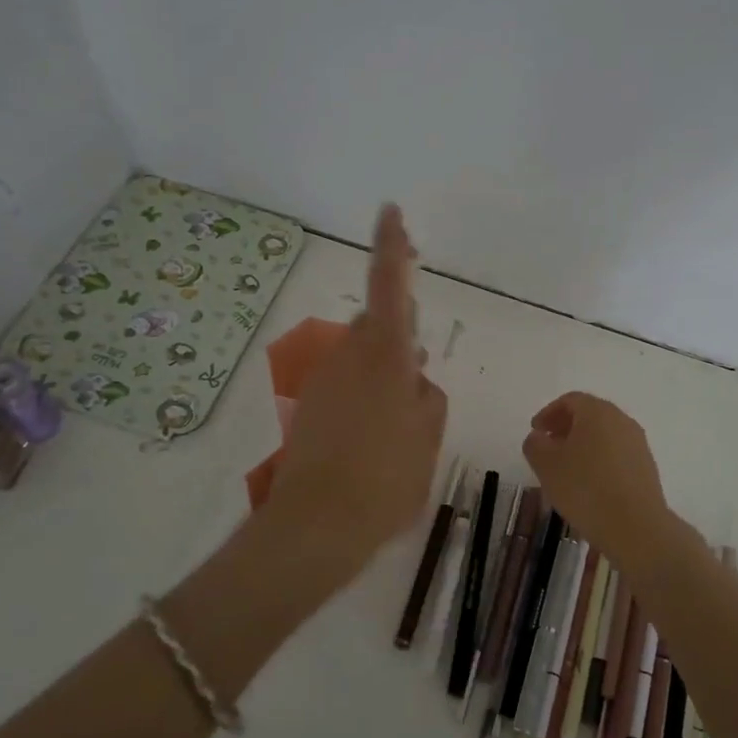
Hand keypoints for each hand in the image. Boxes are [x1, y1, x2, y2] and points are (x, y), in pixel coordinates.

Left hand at [268, 205, 447, 586]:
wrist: (317, 525)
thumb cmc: (386, 478)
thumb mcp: (428, 438)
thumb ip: (427, 398)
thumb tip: (413, 380)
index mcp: (384, 356)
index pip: (389, 286)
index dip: (391, 246)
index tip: (390, 211)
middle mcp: (348, 358)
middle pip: (375, 328)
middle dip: (396, 338)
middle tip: (416, 379)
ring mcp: (324, 382)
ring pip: (360, 360)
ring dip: (382, 374)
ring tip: (400, 424)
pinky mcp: (309, 408)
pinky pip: (345, 386)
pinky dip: (364, 398)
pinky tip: (375, 440)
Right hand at [521, 392, 670, 557]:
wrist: (635, 527)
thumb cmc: (585, 489)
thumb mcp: (546, 465)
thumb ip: (535, 445)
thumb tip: (539, 437)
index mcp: (597, 411)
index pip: (570, 400)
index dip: (548, 413)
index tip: (535, 431)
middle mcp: (621, 420)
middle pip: (590, 415)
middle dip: (566, 427)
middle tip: (548, 446)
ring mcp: (638, 443)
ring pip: (604, 435)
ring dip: (583, 444)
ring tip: (566, 468)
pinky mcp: (646, 467)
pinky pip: (617, 454)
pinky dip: (599, 460)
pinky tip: (589, 484)